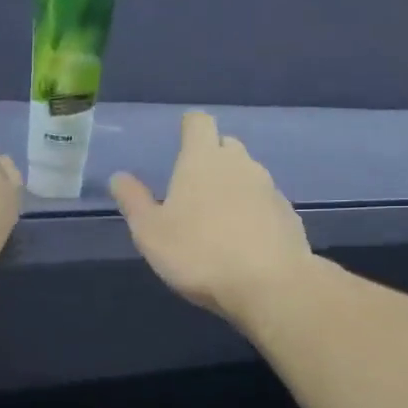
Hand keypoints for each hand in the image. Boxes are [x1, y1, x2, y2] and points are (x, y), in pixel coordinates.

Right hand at [110, 111, 312, 321]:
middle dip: (211, 157)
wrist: (269, 285)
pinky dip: (253, 211)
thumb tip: (118, 177)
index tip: (180, 140)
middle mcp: (239, 164)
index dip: (188, 128)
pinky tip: (243, 240)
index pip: (198, 122)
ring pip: (248, 174)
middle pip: (225, 145)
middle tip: (193, 187)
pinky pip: (265, 202)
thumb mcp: (150, 232)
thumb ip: (133, 201)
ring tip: (217, 218)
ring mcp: (269, 188)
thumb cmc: (198, 253)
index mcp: (202, 160)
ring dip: (233, 186)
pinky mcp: (288, 215)